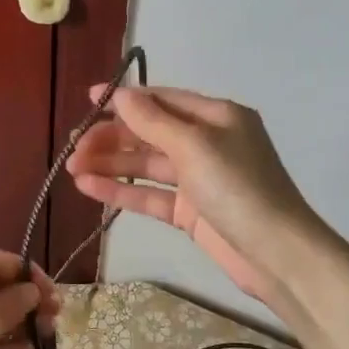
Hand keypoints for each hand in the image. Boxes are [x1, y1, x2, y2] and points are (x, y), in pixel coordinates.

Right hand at [66, 85, 324, 303]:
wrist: (277, 254)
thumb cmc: (238, 188)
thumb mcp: (194, 146)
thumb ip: (153, 121)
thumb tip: (121, 94)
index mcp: (216, 117)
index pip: (163, 100)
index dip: (125, 99)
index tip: (87, 100)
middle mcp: (207, 143)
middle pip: (150, 133)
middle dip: (112, 137)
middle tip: (74, 146)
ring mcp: (197, 179)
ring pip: (145, 165)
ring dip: (110, 163)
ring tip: (71, 167)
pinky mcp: (190, 212)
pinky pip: (149, 195)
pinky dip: (121, 191)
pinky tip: (88, 187)